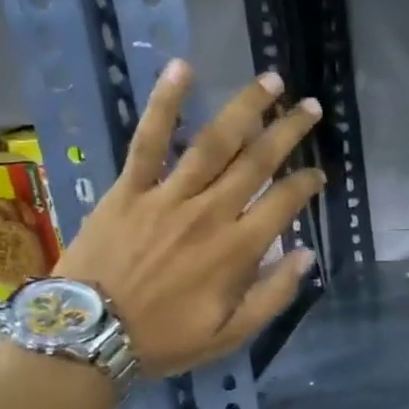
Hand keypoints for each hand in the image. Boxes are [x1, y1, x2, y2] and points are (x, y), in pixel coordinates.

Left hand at [53, 61, 324, 376]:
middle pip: (258, 162)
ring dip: (246, 108)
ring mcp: (167, 196)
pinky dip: (166, 104)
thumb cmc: (164, 339)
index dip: (307, 184)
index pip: (284, 204)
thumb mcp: (230, 335)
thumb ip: (273, 295)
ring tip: (270, 81)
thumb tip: (305, 255)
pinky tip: (182, 69)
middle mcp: (210, 213)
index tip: (319, 173)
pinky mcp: (129, 188)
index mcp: (237, 250)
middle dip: (289, 131)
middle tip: (311, 106)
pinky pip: (149, 140)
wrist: (89, 335)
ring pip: (214, 142)